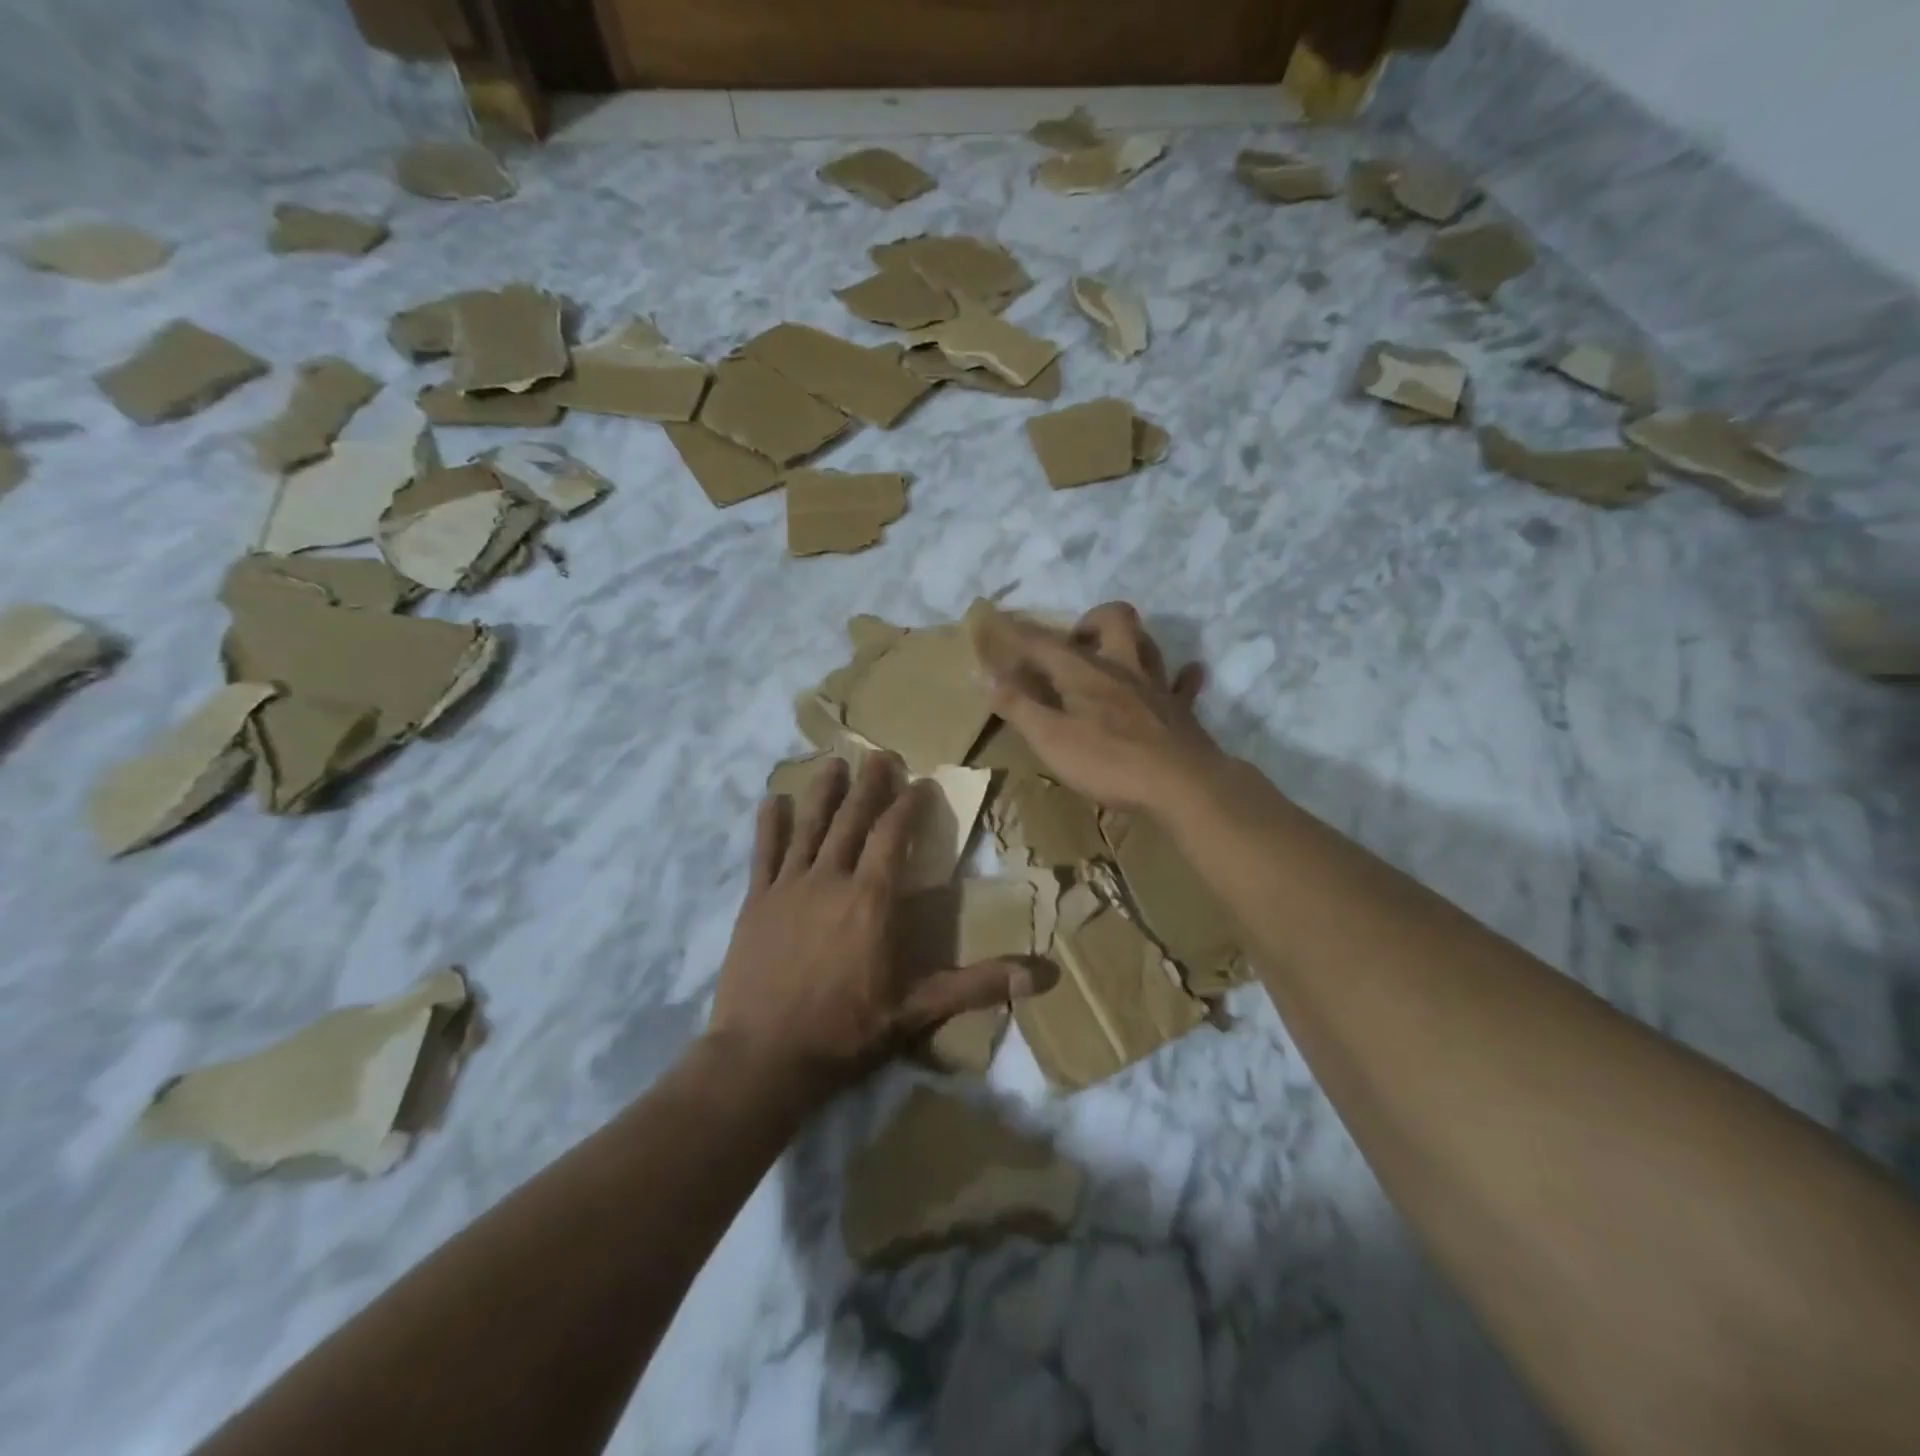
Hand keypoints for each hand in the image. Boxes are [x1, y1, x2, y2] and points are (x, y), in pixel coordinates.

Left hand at [709, 753, 1028, 1094]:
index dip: (909, 804)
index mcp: (871, 899)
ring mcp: (789, 887)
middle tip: (881, 754)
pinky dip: (769, 825)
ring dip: (823, 791)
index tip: (921, 782)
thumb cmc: (845, 1031)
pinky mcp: (755, 902)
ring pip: (809, 826)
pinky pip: (763, 853)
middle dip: (870, 784)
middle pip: (853, 819)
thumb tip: (1042, 976)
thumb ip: (977, 985)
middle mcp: (831, 879)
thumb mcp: (917, 1010)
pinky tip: (772, 801)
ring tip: (834, 762)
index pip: (894, 835)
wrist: (763, 1058)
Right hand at [970, 601, 1219, 815]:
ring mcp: (1156, 686)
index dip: (1017, 632)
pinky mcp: (1181, 711)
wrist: (1182, 784)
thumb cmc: (1109, 762)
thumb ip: (1020, 707)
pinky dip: (1181, 677)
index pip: (1043, 642)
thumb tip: (990, 678)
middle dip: (1090, 621)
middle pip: (1113, 619)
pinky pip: (1184, 684)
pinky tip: (1180, 677)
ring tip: (1114, 657)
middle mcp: (1122, 667)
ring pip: (1148, 644)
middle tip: (1073, 645)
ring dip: (1131, 641)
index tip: (998, 622)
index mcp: (1084, 672)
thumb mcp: (1051, 739)